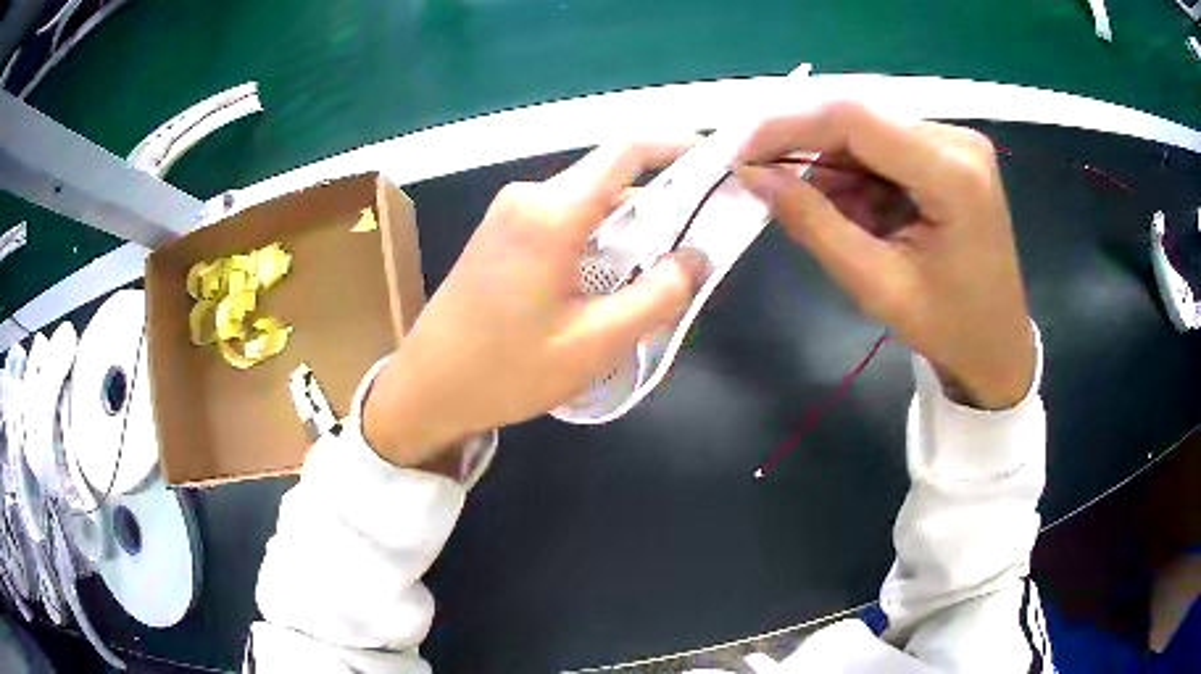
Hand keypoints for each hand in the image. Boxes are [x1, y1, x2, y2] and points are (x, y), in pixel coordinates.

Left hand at [364, 140, 708, 467]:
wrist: (427, 388)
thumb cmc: (507, 370)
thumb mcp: (595, 343)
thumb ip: (658, 295)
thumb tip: (697, 257)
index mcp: (552, 212)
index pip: (627, 149)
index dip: (676, 145)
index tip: (714, 163)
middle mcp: (529, 196)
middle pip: (609, 177)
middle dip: (659, 202)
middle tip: (692, 249)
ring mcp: (509, 212)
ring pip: (587, 202)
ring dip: (626, 229)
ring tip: (653, 277)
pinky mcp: (500, 233)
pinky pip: (562, 219)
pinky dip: (596, 239)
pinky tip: (605, 283)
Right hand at [735, 101, 1034, 408]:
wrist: (998, 345)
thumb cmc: (947, 328)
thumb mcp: (876, 284)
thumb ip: (813, 223)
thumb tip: (752, 174)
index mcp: (953, 175)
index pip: (854, 119)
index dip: (788, 127)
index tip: (741, 155)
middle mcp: (958, 140)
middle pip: (860, 119)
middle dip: (808, 150)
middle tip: (770, 186)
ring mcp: (957, 141)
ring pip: (867, 131)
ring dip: (835, 167)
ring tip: (836, 220)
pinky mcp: (951, 150)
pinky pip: (885, 144)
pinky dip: (859, 174)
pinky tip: (864, 213)